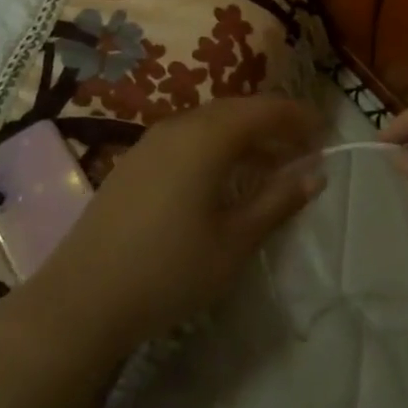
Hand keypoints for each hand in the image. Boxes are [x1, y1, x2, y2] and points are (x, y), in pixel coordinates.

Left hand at [24, 96, 326, 354]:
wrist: (81, 298)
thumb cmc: (169, 269)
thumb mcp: (234, 241)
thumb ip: (277, 201)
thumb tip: (315, 173)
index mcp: (208, 136)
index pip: (264, 109)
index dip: (297, 116)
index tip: (325, 130)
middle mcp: (180, 125)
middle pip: (237, 110)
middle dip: (273, 123)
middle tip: (303, 147)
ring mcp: (152, 141)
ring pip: (211, 123)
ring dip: (245, 136)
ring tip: (271, 164)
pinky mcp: (135, 161)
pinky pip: (188, 138)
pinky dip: (217, 146)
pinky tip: (224, 178)